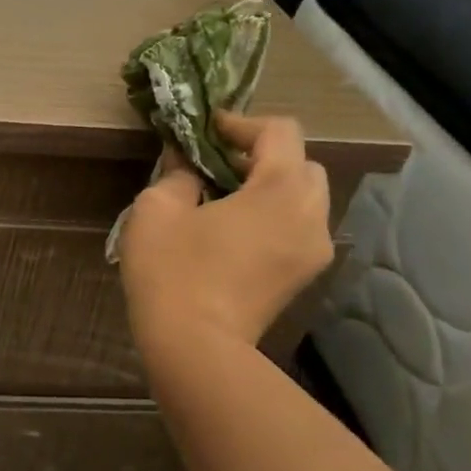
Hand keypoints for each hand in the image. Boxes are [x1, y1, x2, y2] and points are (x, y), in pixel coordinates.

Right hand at [119, 114, 332, 348]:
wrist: (194, 348)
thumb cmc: (173, 271)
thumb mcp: (157, 210)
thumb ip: (176, 174)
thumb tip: (185, 164)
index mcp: (281, 191)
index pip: (280, 132)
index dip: (242, 123)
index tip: (207, 131)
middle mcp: (311, 216)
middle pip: (301, 164)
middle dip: (262, 156)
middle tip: (218, 165)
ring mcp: (313, 251)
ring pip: (304, 198)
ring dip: (270, 187)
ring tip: (226, 198)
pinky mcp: (303, 277)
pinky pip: (298, 228)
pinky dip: (274, 216)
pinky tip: (235, 231)